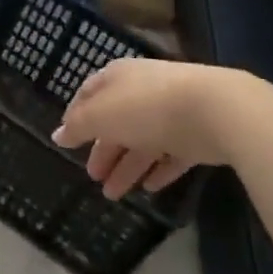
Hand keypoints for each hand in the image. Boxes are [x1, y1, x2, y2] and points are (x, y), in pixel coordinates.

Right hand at [51, 57, 248, 199]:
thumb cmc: (144, 107)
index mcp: (117, 78)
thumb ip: (77, 127)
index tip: (67, 140)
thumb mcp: (99, 116)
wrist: (215, 111)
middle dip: (103, 151)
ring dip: (126, 167)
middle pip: (116, 122)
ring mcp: (172, 112)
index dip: (75, 116)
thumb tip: (57, 135)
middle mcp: (142, 91)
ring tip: (113, 195)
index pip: (88, 94)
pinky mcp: (197, 134)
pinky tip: (149, 188)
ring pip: (143, 142)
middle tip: (93, 177)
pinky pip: (172, 154)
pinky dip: (158, 170)